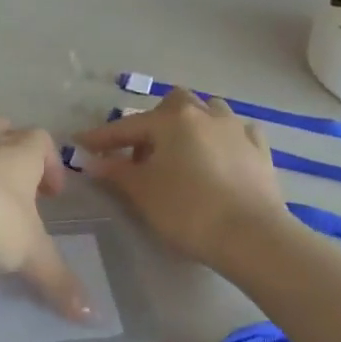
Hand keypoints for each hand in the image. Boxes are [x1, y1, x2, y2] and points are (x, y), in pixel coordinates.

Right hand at [74, 90, 289, 267]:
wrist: (252, 236)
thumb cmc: (188, 210)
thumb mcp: (143, 193)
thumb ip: (115, 172)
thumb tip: (91, 160)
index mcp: (171, 120)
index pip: (127, 126)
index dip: (101, 137)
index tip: (80, 143)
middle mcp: (204, 113)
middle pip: (173, 105)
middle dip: (155, 122)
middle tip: (143, 152)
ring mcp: (236, 129)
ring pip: (209, 111)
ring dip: (192, 124)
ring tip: (183, 150)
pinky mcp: (259, 150)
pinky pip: (238, 133)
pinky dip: (224, 139)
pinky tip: (222, 155)